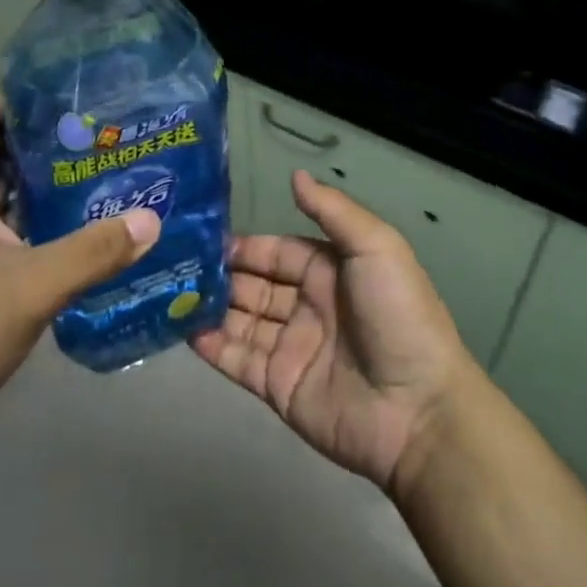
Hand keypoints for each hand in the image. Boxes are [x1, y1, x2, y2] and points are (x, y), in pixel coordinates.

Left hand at [0, 87, 160, 437]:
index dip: (11, 97)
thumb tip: (152, 219)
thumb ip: (92, 252)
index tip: (64, 102)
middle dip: (40, 135)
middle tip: (97, 133)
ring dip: (41, 176)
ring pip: (0, 185)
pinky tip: (78, 222)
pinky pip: (4, 220)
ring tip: (98, 168)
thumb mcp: (29, 289)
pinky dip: (36, 212)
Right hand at [192, 170, 482, 493]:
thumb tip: (295, 175)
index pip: (277, 252)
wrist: (418, 410)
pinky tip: (183, 331)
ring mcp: (291, 347)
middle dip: (221, 275)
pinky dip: (212, 347)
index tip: (205, 238)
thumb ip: (332, 211)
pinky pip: (239, 360)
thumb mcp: (376, 248)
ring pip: (242, 320)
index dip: (246, 246)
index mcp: (329, 270)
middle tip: (175, 265)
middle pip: (255, 284)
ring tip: (169, 293)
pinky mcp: (279, 387)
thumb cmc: (397, 315)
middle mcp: (307, 305)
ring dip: (210, 307)